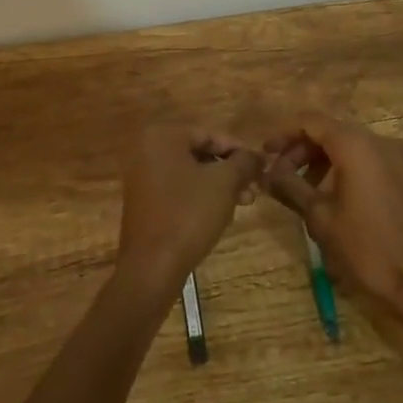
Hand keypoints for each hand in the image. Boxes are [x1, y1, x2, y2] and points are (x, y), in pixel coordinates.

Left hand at [114, 123, 262, 297]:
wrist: (152, 267)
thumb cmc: (188, 214)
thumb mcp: (224, 183)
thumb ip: (244, 162)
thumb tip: (257, 156)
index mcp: (163, 136)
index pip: (210, 135)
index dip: (239, 151)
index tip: (260, 168)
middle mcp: (147, 149)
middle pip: (200, 153)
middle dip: (229, 171)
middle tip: (253, 189)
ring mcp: (142, 176)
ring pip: (191, 173)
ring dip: (218, 186)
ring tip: (243, 203)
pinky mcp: (143, 201)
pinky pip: (178, 189)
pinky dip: (199, 196)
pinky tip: (220, 214)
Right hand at [262, 114, 402, 313]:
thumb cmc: (364, 248)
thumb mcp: (319, 217)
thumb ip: (290, 187)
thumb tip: (267, 172)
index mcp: (352, 144)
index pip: (310, 121)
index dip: (285, 135)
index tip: (266, 155)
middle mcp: (376, 141)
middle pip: (331, 131)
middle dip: (303, 149)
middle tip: (281, 176)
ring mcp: (398, 156)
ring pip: (353, 143)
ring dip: (327, 158)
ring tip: (307, 185)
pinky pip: (383, 155)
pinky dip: (364, 161)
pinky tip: (359, 178)